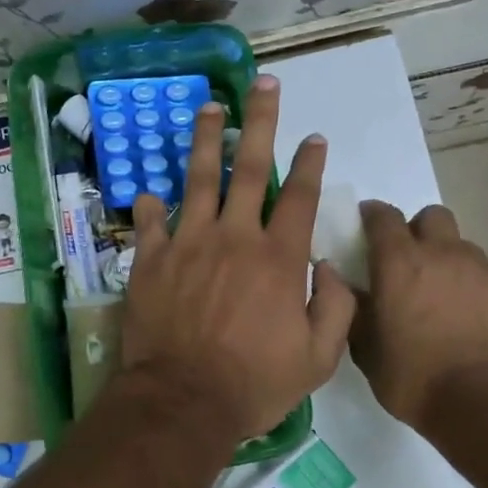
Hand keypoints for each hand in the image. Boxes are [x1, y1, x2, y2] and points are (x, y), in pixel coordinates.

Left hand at [121, 76, 356, 442]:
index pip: (300, 197)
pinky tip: (152, 191)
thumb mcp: (318, 358)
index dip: (310, 164)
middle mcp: (235, 238)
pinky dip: (152, 206)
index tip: (315, 137)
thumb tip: (330, 268)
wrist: (183, 401)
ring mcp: (188, 243)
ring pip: (198, 179)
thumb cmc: (253, 384)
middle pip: (251, 168)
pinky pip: (151, 222)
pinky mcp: (151, 259)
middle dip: (261, 122)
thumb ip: (336, 308)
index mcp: (278, 259)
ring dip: (205, 140)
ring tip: (209, 107)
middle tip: (264, 85)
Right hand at [350, 202, 487, 431]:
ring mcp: (482, 270)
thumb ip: (356, 311)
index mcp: (399, 263)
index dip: (372, 215)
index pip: (383, 216)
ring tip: (441, 293)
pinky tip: (470, 316)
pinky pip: (486, 275)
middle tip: (408, 259)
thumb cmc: (414, 377)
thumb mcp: (367, 350)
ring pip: (461, 246)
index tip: (366, 223)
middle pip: (432, 217)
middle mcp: (442, 254)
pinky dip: (473, 286)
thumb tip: (349, 288)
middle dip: (418, 229)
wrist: (486, 403)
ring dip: (447, 259)